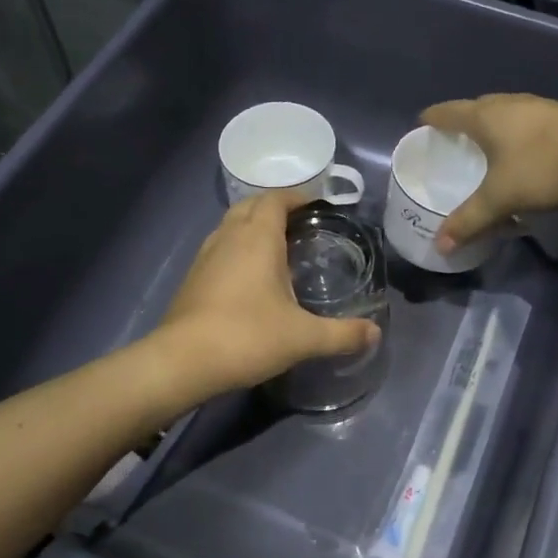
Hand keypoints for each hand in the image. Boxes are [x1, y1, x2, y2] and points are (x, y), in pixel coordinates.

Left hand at [154, 190, 381, 400]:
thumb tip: (375, 334)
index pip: (275, 199)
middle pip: (250, 206)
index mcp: (257, 238)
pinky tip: (249, 277)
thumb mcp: (303, 338)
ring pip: (230, 226)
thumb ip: (342, 334)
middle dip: (274, 208)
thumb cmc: (247, 337)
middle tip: (300, 224)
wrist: (183, 361)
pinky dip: (236, 248)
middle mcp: (228, 237)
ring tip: (276, 247)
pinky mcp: (192, 278)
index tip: (316, 205)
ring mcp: (205, 256)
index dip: (296, 197)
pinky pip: (219, 248)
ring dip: (252, 226)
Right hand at [421, 94, 557, 250]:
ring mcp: (538, 106)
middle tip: (451, 139)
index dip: (432, 119)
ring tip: (485, 144)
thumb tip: (439, 246)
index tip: (421, 125)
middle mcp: (509, 104)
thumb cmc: (544, 167)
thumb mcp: (501, 199)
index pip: (448, 112)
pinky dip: (515, 131)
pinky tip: (521, 149)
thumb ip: (469, 221)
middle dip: (461, 121)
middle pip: (476, 106)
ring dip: (491, 124)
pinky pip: (526, 120)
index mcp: (486, 116)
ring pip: (504, 111)